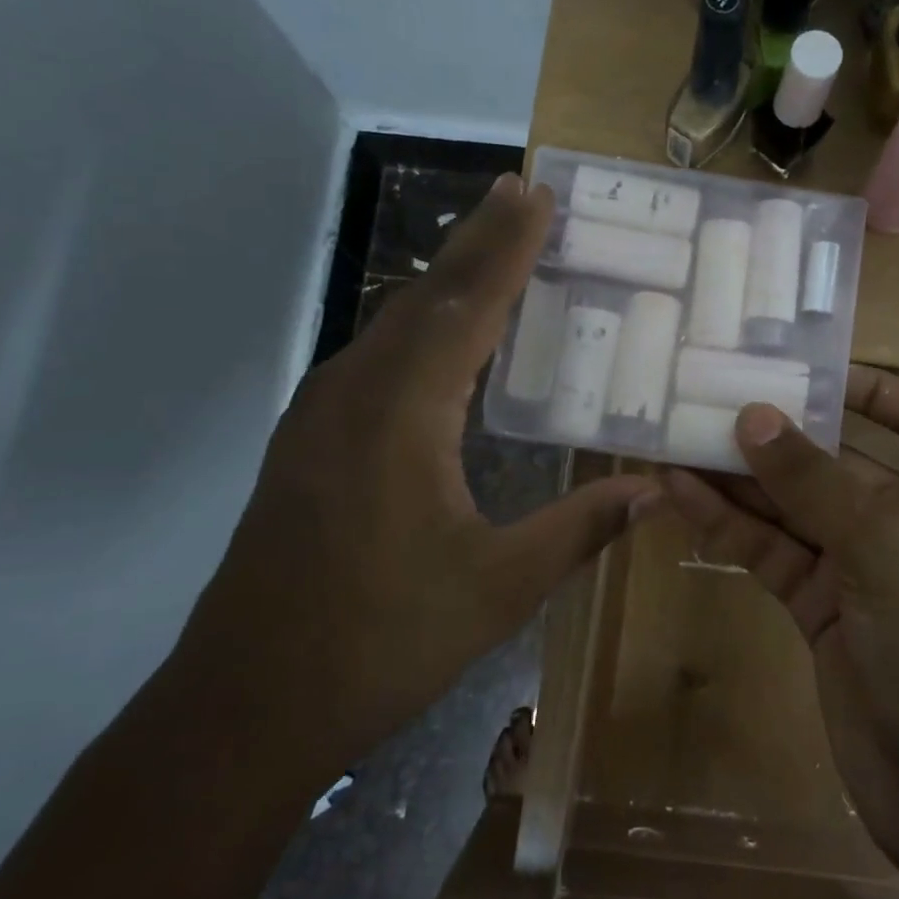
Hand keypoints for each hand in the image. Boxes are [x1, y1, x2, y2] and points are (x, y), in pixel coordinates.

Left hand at [172, 173, 658, 787]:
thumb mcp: (500, 588)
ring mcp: (321, 417)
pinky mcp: (310, 443)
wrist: (247, 704)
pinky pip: (376, 358)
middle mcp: (354, 395)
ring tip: (492, 248)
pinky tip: (441, 339)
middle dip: (477, 241)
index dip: (507, 247)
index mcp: (402, 414)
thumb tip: (651, 491)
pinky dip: (420, 326)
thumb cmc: (382, 641)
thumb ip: (579, 529)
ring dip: (446, 281)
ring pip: (394, 324)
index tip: (538, 195)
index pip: (466, 306)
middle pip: (425, 297)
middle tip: (521, 193)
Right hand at [660, 368, 898, 874]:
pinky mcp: (822, 608)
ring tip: (678, 440)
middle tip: (712, 400)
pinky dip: (733, 526)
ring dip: (742, 479)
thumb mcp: (883, 545)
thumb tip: (752, 416)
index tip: (812, 373)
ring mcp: (863, 567)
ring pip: (795, 508)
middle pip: (840, 460)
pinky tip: (683, 494)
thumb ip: (813, 480)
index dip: (877, 391)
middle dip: (781, 435)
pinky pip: (774, 552)